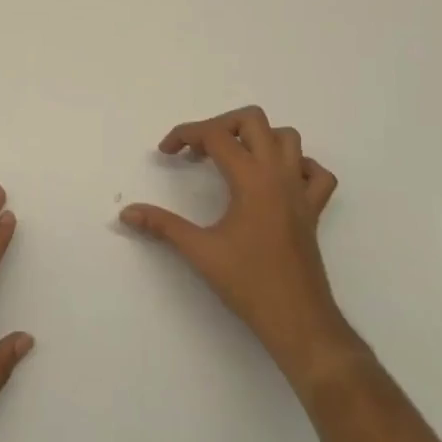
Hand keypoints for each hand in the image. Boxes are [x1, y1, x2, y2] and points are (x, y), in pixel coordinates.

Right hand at [120, 107, 356, 383]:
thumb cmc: (248, 283)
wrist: (298, 320)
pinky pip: (314, 172)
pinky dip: (296, 166)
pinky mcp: (313, 210)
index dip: (186, 134)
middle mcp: (278, 174)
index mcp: (251, 179)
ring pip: (288, 138)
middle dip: (222, 125)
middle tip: (200, 150)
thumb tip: (126, 212)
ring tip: (233, 159)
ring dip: (258, 139)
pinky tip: (275, 181)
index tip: (167, 153)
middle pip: (254, 120)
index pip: (216, 134)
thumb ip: (162, 225)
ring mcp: (300, 191)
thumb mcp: (199, 251)